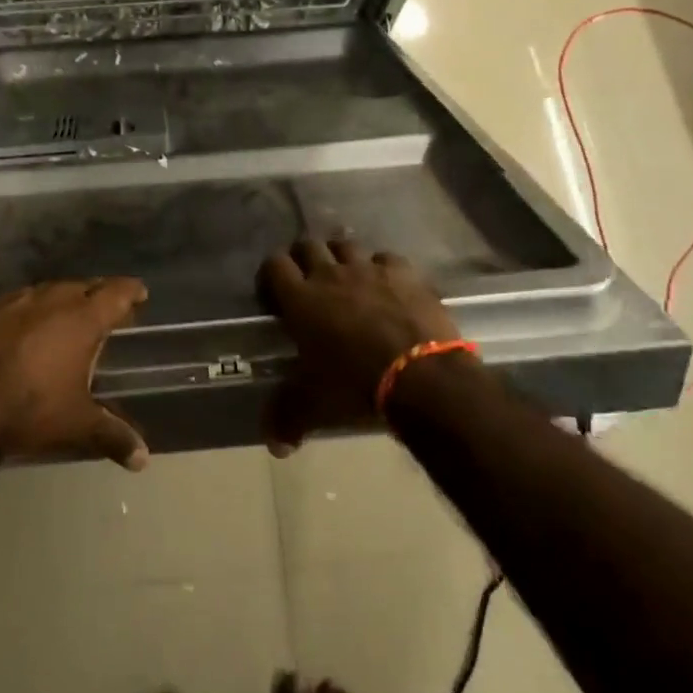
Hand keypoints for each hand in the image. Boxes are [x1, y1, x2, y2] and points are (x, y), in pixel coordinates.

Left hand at [0, 278, 150, 469]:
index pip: (116, 293)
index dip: (131, 291)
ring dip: (64, 298)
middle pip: (84, 286)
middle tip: (107, 308)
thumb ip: (113, 436)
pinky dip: (31, 308)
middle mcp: (53, 300)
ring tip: (69, 313)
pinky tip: (27, 323)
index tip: (140, 294)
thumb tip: (143, 460)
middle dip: (98, 294)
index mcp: (82, 319)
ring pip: (50, 289)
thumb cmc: (29, 409)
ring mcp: (17, 301)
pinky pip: (19, 300)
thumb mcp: (77, 425)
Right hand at [257, 240, 458, 454]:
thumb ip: (287, 419)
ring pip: (346, 245)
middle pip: (308, 245)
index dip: (272, 273)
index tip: (275, 291)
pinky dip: (383, 268)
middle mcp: (330, 274)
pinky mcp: (404, 272)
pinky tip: (388, 286)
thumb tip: (275, 447)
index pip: (274, 265)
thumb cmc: (355, 388)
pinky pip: (386, 258)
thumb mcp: (314, 407)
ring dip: (342, 258)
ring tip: (348, 278)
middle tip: (309, 281)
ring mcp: (369, 269)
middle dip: (305, 257)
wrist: (421, 377)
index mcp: (300, 299)